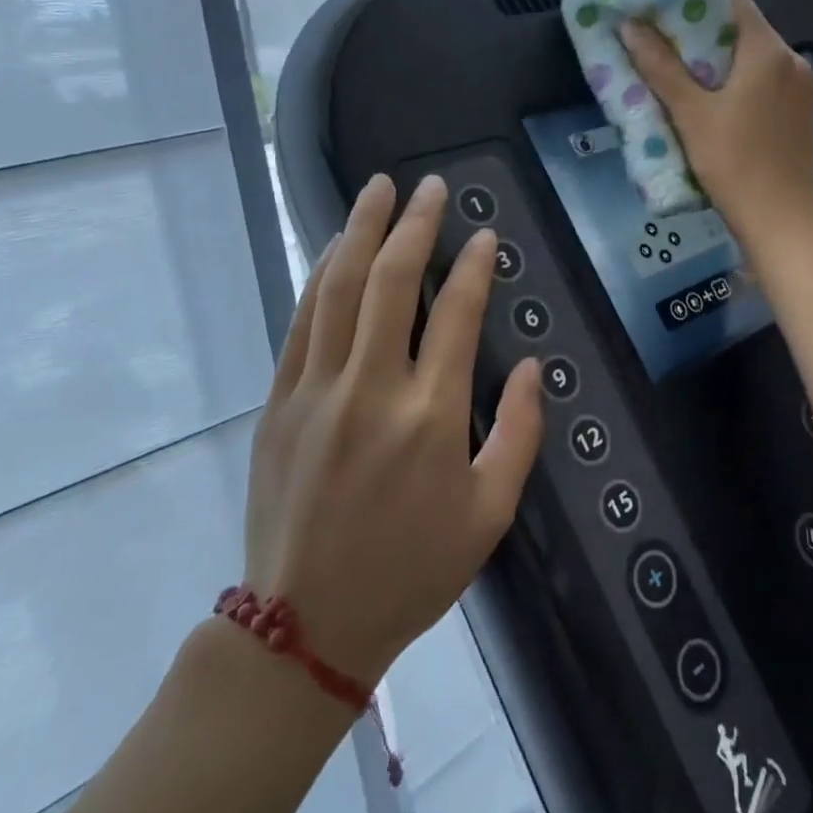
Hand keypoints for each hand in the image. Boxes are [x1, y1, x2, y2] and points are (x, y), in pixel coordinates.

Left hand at [243, 174, 542, 685]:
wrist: (304, 627)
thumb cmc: (411, 569)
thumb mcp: (490, 513)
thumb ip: (518, 432)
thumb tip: (532, 367)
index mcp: (430, 416)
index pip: (457, 315)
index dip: (475, 266)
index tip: (485, 234)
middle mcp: (371, 389)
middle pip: (391, 283)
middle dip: (414, 225)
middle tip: (429, 185)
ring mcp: (317, 391)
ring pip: (339, 289)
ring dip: (360, 231)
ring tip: (377, 189)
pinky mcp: (279, 402)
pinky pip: (302, 322)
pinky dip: (320, 275)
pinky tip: (335, 248)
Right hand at [622, 0, 812, 251]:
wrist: (782, 221)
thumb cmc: (734, 163)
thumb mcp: (690, 113)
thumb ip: (660, 66)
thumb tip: (630, 25)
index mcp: (768, 50)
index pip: (733, 2)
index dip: (697, 5)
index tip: (665, 20)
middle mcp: (792, 60)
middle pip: (744, 30)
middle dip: (703, 37)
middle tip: (665, 51)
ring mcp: (802, 89)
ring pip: (755, 59)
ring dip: (720, 63)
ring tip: (684, 80)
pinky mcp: (801, 114)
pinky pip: (767, 83)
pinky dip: (740, 84)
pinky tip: (715, 107)